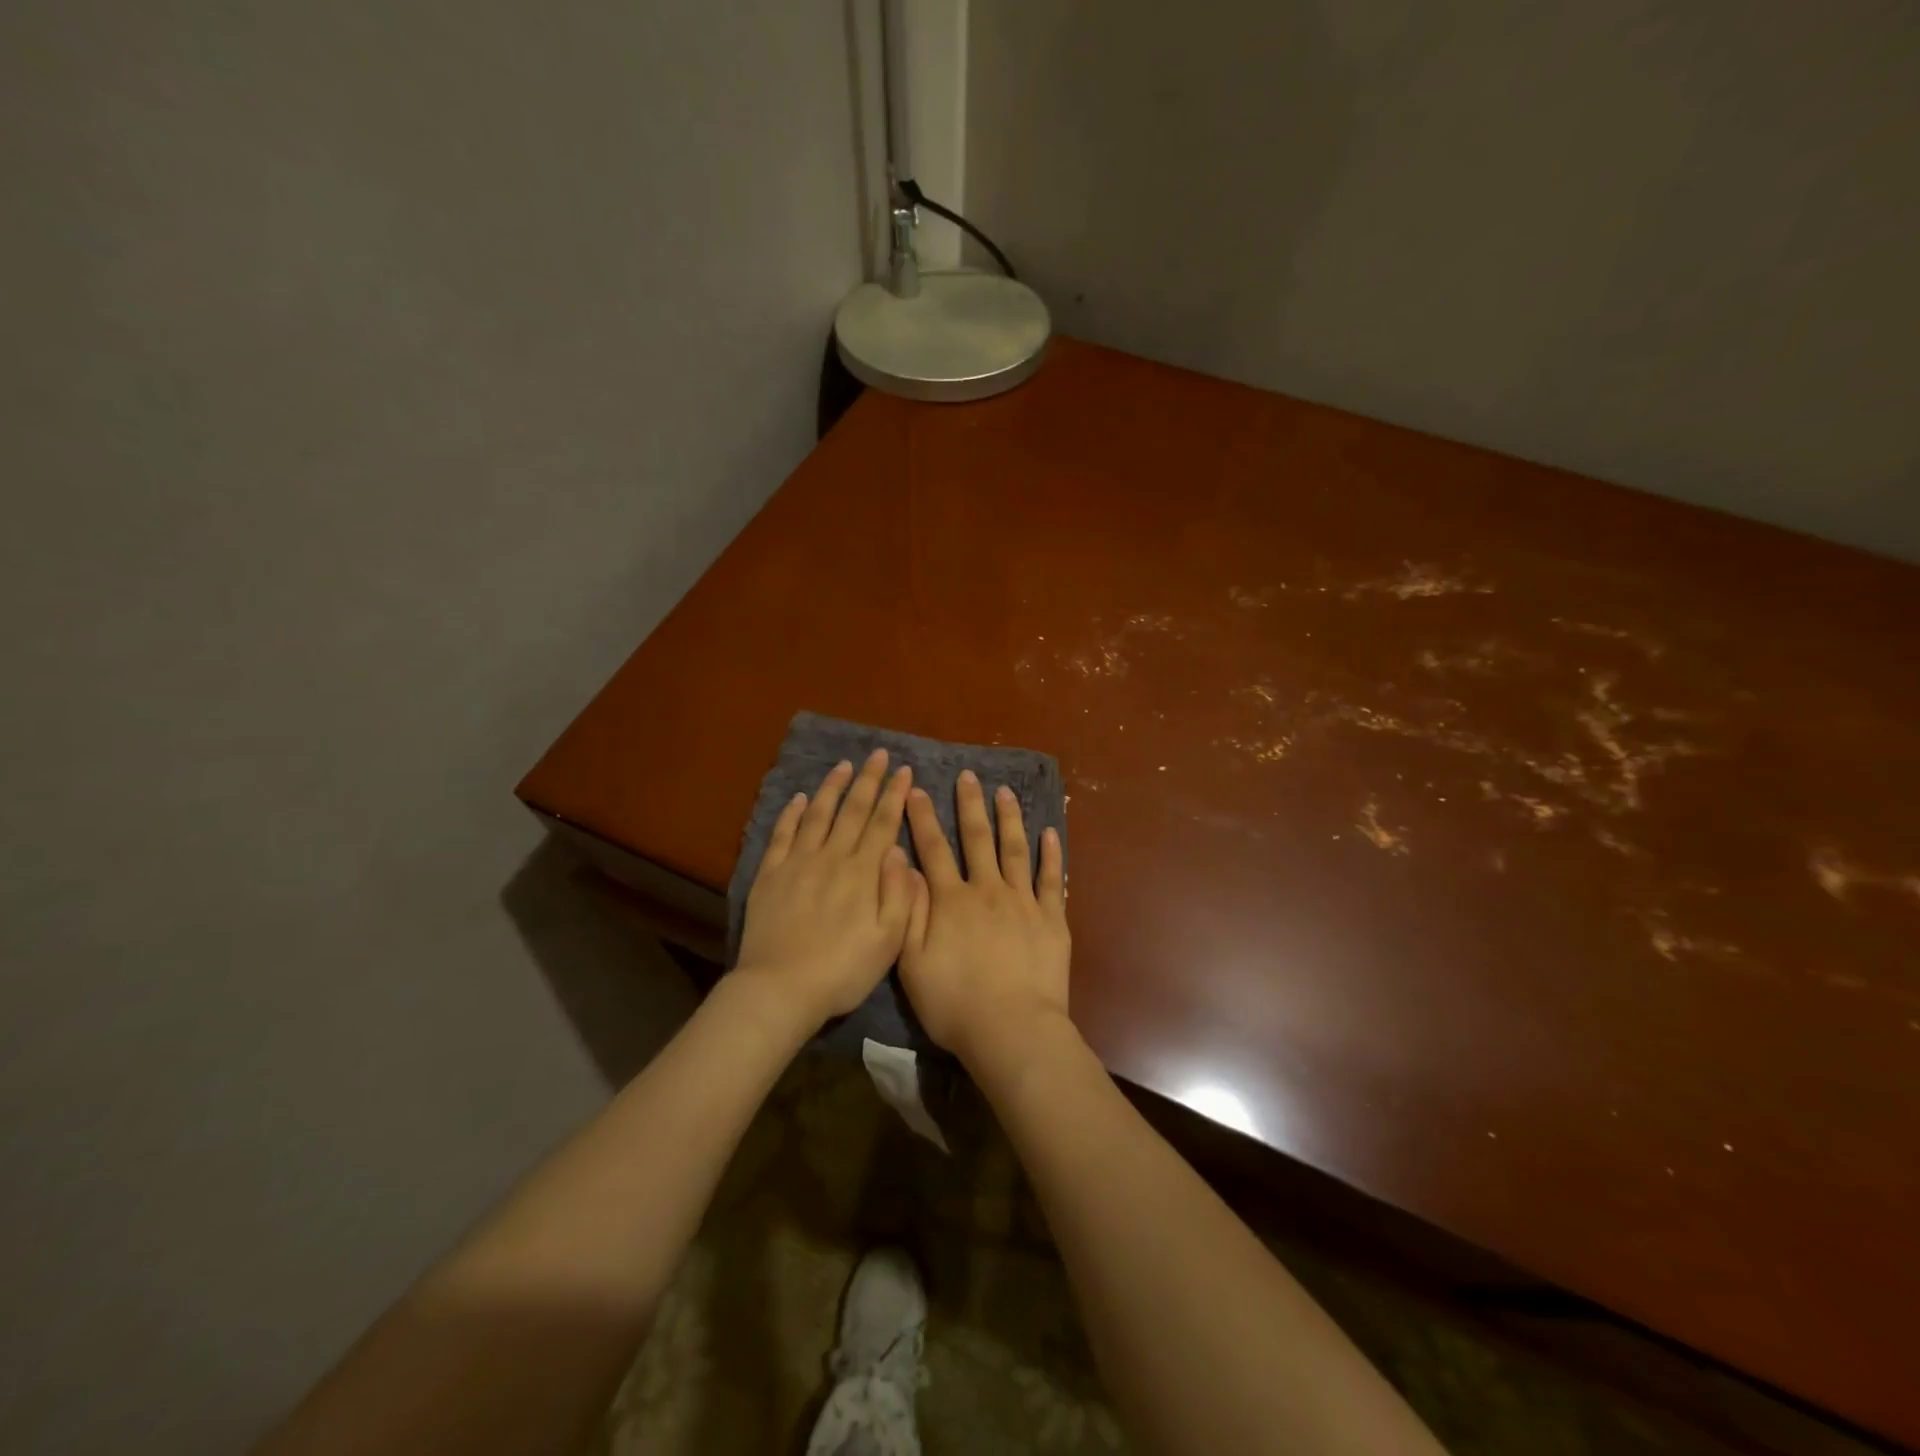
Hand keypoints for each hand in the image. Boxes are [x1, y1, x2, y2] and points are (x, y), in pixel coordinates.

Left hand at [734, 750, 914, 1022]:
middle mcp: (832, 857)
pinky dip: (792, 813)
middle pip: (853, 810)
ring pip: (818, 814)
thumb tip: (899, 851)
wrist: (780, 988)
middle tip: (878, 754)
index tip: (904, 770)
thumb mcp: (889, 940)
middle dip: (868, 779)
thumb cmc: (843, 970)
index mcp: (863, 873)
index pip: (883, 823)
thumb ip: (899, 893)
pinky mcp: (770, 874)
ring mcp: (798, 863)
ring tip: (843, 765)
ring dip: (833, 787)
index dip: (894, 794)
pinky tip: (800, 799)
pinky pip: (782, 834)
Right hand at [899, 770, 1070, 1069]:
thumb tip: (902, 864)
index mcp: (950, 900)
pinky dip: (1051, 855)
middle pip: (976, 839)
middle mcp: (986, 890)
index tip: (916, 790)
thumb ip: (907, 910)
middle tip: (969, 775)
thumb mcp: (911, 962)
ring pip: (1014, 849)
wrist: (1012, 1029)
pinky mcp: (1051, 919)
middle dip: (969, 805)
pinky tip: (1050, 833)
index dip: (922, 818)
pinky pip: (1050, 879)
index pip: (932, 849)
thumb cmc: (954, 1003)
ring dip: (1009, 818)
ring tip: (1004, 792)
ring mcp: (1022, 901)